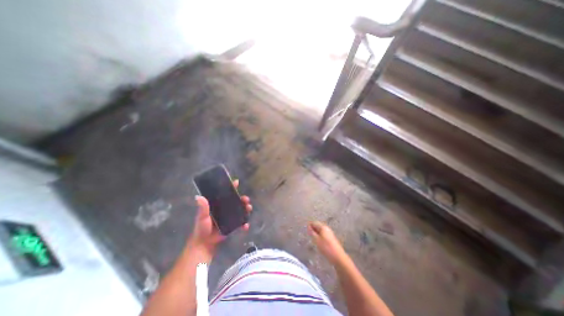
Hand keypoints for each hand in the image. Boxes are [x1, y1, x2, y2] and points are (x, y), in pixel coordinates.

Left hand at [188, 180, 251, 262]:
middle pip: (237, 201)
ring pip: (241, 210)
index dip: (232, 187)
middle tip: (246, 199)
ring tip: (249, 208)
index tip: (237, 182)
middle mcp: (226, 209)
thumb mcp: (202, 217)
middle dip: (243, 199)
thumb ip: (202, 207)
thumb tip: (198, 196)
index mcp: (219, 205)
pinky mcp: (233, 225)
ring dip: (246, 208)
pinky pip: (241, 222)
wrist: (204, 244)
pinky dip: (245, 223)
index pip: (226, 194)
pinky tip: (245, 226)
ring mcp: (231, 216)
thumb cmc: (202, 228)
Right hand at [307, 220, 345, 264]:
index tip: (306, 231)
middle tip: (309, 236)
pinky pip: (323, 235)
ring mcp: (329, 233)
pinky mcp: (331, 238)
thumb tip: (308, 227)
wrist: (338, 257)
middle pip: (318, 226)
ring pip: (320, 231)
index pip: (314, 223)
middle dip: (313, 230)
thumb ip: (312, 233)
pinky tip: (319, 243)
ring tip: (313, 240)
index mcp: (323, 227)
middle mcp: (327, 228)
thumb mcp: (317, 240)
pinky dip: (319, 237)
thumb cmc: (326, 248)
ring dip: (316, 234)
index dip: (309, 226)